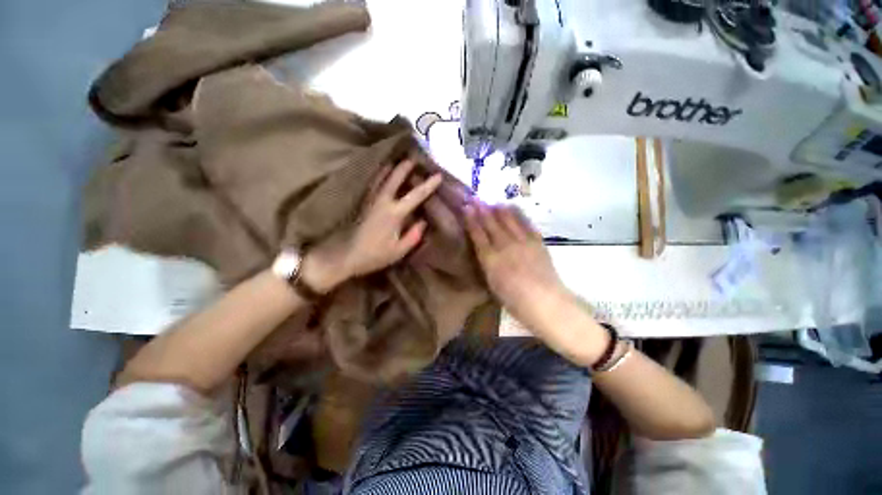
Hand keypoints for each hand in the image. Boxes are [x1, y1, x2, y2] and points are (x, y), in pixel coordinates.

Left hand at [302, 159, 442, 291]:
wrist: (345, 256)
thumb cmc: (374, 256)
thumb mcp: (399, 251)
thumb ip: (413, 235)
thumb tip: (423, 222)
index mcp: (394, 214)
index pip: (415, 196)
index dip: (428, 185)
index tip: (438, 175)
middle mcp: (382, 202)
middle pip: (395, 179)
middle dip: (405, 167)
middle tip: (413, 157)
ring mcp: (370, 200)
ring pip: (381, 178)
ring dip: (390, 168)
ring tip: (396, 160)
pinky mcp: (363, 203)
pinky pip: (372, 184)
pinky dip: (378, 176)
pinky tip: (380, 173)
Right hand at [464, 202, 573, 332]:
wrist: (546, 303)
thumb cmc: (514, 301)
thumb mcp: (493, 284)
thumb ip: (487, 264)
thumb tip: (483, 250)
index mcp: (491, 260)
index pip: (478, 235)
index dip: (471, 220)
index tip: (465, 208)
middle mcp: (505, 246)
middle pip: (491, 224)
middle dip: (482, 209)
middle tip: (475, 198)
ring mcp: (522, 242)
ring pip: (508, 220)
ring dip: (498, 209)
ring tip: (492, 201)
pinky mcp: (537, 242)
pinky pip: (525, 223)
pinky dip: (517, 214)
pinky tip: (512, 208)